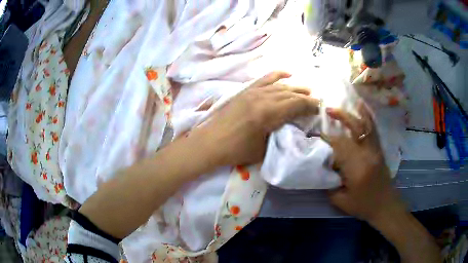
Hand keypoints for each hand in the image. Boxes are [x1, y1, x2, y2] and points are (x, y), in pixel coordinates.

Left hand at [192, 71, 319, 166]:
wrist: (210, 143)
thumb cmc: (236, 151)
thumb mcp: (264, 148)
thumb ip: (280, 134)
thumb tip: (292, 127)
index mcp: (269, 113)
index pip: (297, 104)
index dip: (310, 105)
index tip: (319, 108)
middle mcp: (263, 97)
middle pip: (290, 93)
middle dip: (305, 97)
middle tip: (315, 101)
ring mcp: (253, 92)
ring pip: (279, 86)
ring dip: (295, 87)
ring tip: (306, 89)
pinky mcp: (245, 91)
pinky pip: (264, 79)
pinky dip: (277, 75)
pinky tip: (287, 73)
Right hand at [325, 102, 404, 222]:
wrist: (385, 205)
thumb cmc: (363, 206)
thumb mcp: (340, 200)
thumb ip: (329, 183)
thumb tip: (322, 167)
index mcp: (357, 168)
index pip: (340, 146)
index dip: (327, 138)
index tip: (316, 135)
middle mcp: (368, 154)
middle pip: (353, 129)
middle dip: (339, 117)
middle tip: (326, 110)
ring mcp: (375, 149)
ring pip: (364, 125)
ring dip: (352, 113)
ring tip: (342, 105)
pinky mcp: (379, 149)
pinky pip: (373, 129)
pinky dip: (367, 115)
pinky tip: (361, 106)